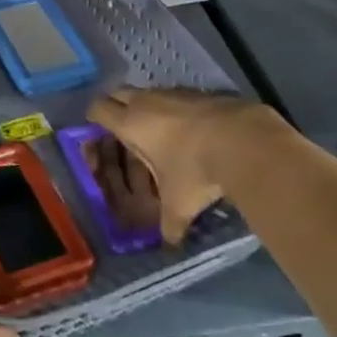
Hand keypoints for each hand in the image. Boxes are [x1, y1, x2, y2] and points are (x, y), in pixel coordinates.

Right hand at [88, 87, 280, 244]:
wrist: (243, 140)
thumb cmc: (196, 170)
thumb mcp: (179, 204)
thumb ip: (170, 224)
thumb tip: (170, 244)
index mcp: (131, 123)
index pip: (98, 109)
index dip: (93, 118)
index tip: (96, 131)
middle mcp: (147, 101)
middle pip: (119, 93)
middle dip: (116, 107)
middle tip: (121, 129)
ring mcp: (174, 93)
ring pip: (148, 93)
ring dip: (146, 107)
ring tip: (155, 132)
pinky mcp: (198, 92)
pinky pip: (175, 96)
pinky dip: (174, 109)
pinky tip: (187, 130)